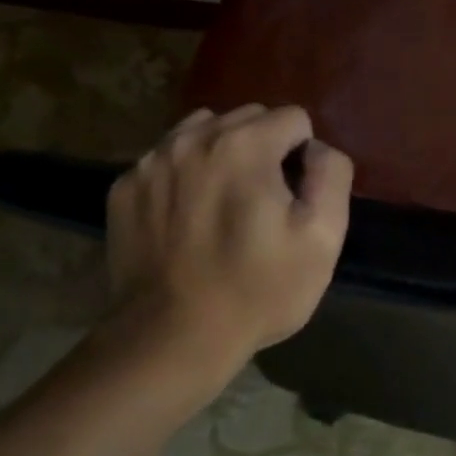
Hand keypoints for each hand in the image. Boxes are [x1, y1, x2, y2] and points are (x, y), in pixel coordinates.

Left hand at [104, 104, 352, 372]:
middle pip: (246, 118)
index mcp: (244, 144)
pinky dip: (182, 177)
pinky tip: (186, 220)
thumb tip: (316, 149)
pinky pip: (165, 161)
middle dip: (263, 148)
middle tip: (262, 202)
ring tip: (223, 204)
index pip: (292, 119)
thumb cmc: (258, 289)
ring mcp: (151, 161)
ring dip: (221, 155)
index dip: (303, 156)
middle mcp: (193, 139)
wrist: (172, 337)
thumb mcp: (323, 238)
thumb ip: (331, 175)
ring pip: (201, 132)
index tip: (294, 198)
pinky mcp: (124, 188)